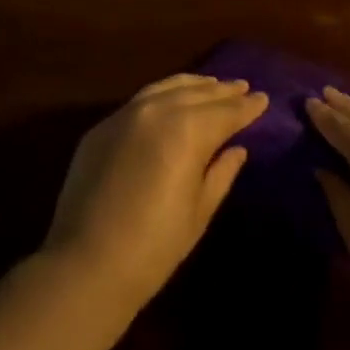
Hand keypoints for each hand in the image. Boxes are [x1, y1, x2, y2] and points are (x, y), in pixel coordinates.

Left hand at [44, 74, 267, 310]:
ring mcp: (126, 114)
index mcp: (188, 130)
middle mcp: (158, 110)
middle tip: (242, 86)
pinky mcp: (103, 126)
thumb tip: (236, 149)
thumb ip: (221, 172)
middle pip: (198, 93)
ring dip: (194, 85)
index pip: (226, 112)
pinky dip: (164, 93)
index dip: (247, 107)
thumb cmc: (154, 246)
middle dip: (223, 91)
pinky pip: (141, 99)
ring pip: (168, 87)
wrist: (86, 265)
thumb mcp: (199, 212)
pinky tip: (171, 98)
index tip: (263, 98)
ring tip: (211, 84)